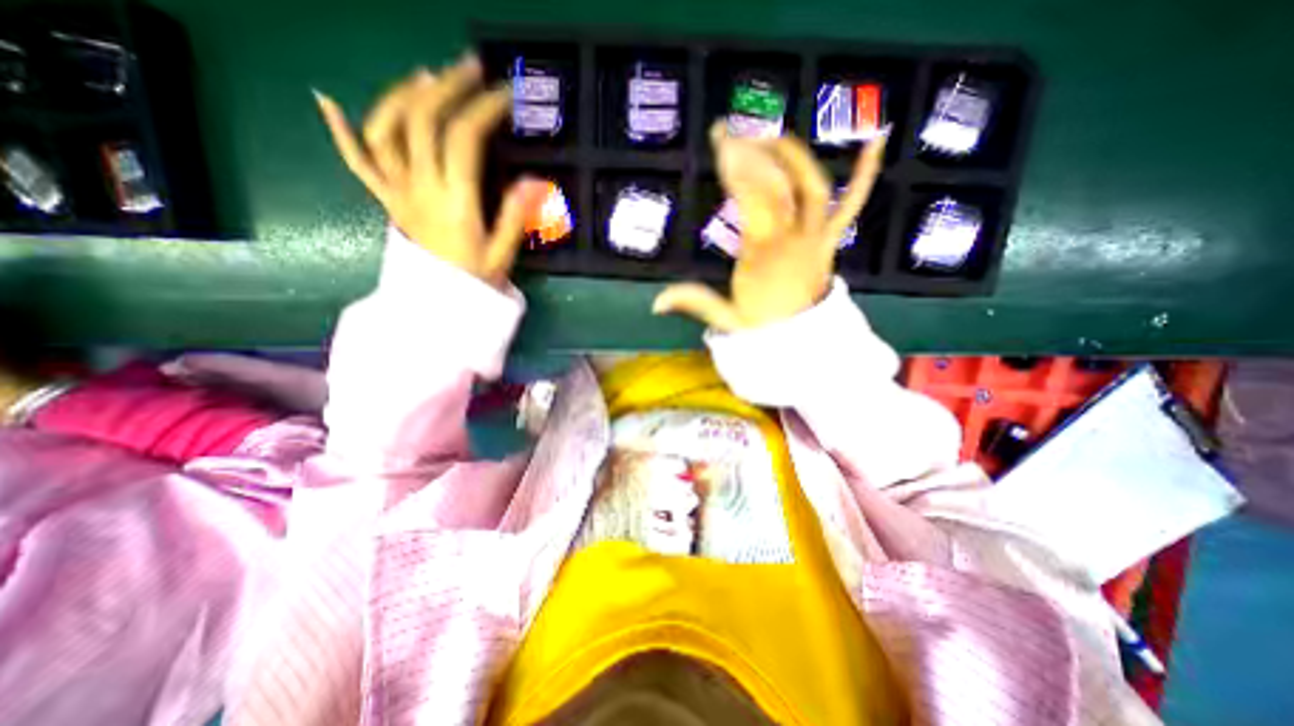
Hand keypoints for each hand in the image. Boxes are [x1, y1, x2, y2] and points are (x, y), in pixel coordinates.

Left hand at [320, 53, 553, 288]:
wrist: (438, 306)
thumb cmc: (473, 282)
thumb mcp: (502, 255)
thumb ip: (515, 217)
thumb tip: (533, 180)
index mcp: (455, 201)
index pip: (463, 138)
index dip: (483, 108)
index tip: (504, 94)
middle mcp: (420, 187)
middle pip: (423, 121)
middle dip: (448, 87)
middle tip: (470, 69)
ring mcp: (397, 191)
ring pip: (386, 131)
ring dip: (404, 95)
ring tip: (426, 77)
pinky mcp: (386, 200)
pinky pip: (358, 164)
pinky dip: (340, 132)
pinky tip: (327, 102)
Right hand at [652, 126, 884, 332]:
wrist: (803, 345)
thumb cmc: (763, 330)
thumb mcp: (725, 318)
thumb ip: (692, 303)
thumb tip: (654, 304)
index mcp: (761, 255)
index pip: (749, 200)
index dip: (735, 167)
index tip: (719, 141)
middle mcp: (791, 239)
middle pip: (774, 186)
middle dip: (751, 154)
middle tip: (730, 134)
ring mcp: (815, 238)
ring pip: (809, 187)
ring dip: (790, 155)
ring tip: (768, 134)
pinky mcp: (830, 241)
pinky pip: (851, 205)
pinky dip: (865, 173)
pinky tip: (876, 138)